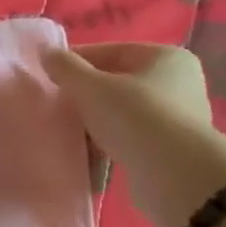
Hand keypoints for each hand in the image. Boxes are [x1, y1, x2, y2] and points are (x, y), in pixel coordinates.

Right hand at [42, 42, 225, 226]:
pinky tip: (84, 155)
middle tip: (56, 105)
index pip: (112, 51)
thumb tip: (47, 54)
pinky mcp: (169, 150)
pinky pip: (129, 139)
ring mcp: (177, 118)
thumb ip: (66, 68)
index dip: (77, 61)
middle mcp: (178, 83)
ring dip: (94, 122)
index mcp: (166, 58)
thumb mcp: (91, 87)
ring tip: (66, 132)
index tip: (49, 74)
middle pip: (118, 83)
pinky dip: (107, 144)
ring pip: (122, 113)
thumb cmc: (134, 117)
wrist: (173, 175)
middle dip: (86, 95)